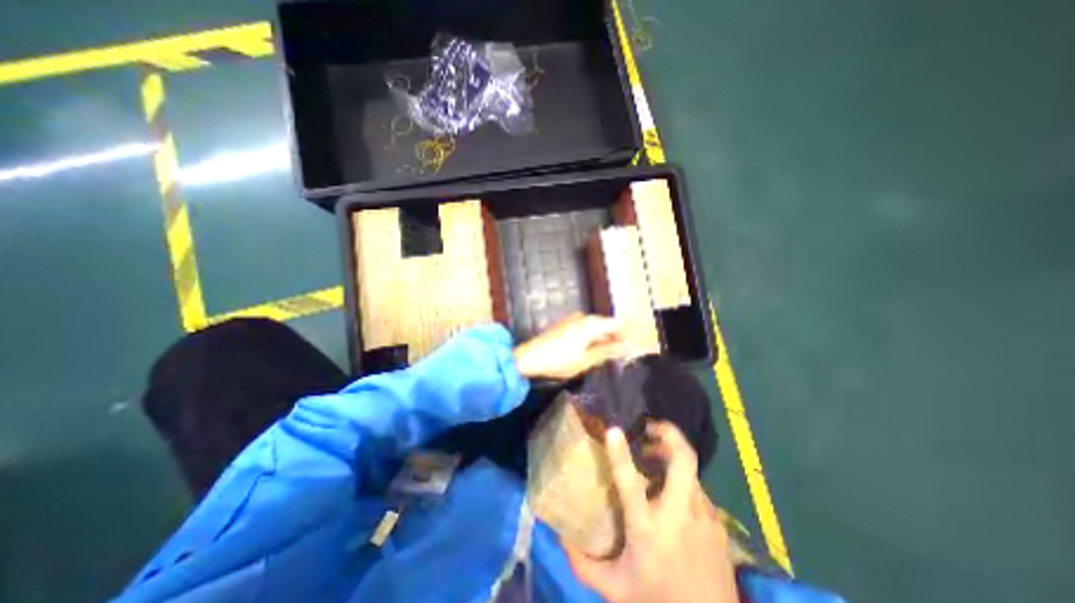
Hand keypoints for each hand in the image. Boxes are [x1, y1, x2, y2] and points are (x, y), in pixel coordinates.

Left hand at [514, 313, 631, 379]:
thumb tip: (626, 347)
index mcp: (592, 324)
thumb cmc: (560, 360)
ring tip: (608, 355)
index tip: (633, 347)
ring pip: (595, 326)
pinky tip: (591, 350)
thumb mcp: (587, 360)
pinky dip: (591, 337)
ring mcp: (573, 319)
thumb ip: (608, 351)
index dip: (627, 334)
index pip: (617, 324)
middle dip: (615, 338)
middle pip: (606, 324)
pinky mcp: (565, 324)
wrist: (529, 357)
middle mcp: (584, 317)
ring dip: (603, 338)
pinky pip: (584, 328)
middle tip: (622, 354)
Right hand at [563, 421, 738, 600]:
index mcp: (647, 528)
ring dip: (672, 458)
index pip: (630, 483)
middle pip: (683, 460)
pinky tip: (673, 498)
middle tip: (650, 428)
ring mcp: (703, 516)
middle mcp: (678, 515)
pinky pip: (697, 490)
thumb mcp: (614, 589)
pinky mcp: (718, 523)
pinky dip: (682, 483)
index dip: (620, 454)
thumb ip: (583, 564)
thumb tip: (560, 535)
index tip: (612, 429)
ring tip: (656, 462)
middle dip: (669, 434)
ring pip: (689, 471)